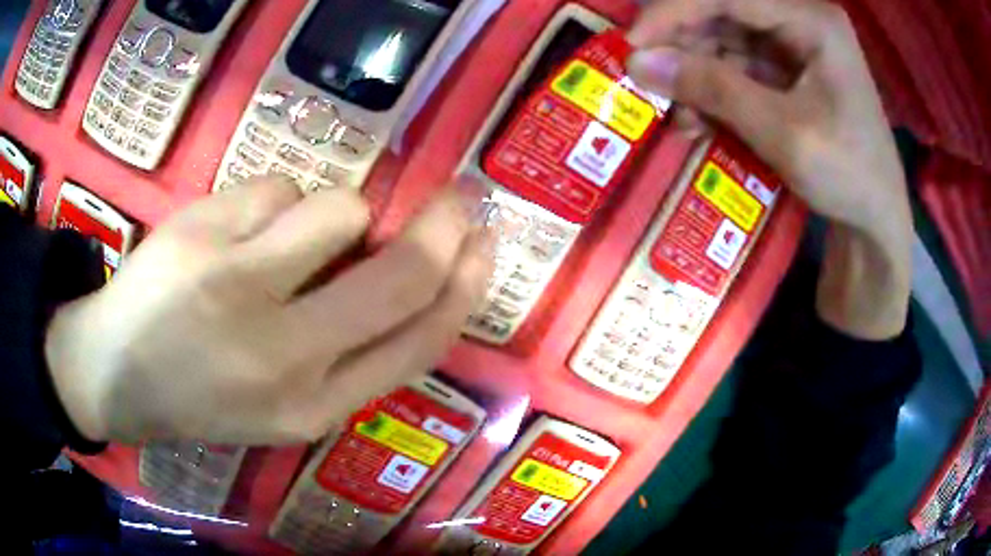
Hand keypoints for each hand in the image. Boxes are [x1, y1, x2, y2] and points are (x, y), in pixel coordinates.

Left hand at [45, 177, 493, 444]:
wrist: (115, 375)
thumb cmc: (202, 393)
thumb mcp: (287, 403)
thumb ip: (351, 349)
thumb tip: (412, 266)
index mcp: (314, 408)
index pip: (420, 342)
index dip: (466, 287)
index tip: (485, 245)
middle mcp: (284, 356)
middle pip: (401, 274)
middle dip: (444, 226)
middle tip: (459, 198)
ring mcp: (237, 289)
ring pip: (341, 210)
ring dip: (333, 213)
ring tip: (283, 239)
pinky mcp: (203, 234)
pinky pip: (278, 188)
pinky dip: (271, 203)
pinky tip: (229, 234)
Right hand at [627, 0, 912, 338]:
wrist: (876, 220)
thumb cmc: (847, 175)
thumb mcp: (783, 133)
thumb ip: (714, 90)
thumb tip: (639, 62)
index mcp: (812, 21)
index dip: (672, 12)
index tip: (632, 45)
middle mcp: (800, 20)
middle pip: (722, 13)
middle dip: (684, 48)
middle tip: (651, 85)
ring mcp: (794, 44)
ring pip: (724, 40)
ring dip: (696, 75)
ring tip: (681, 118)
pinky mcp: (788, 70)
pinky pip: (737, 67)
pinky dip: (714, 91)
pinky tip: (701, 121)